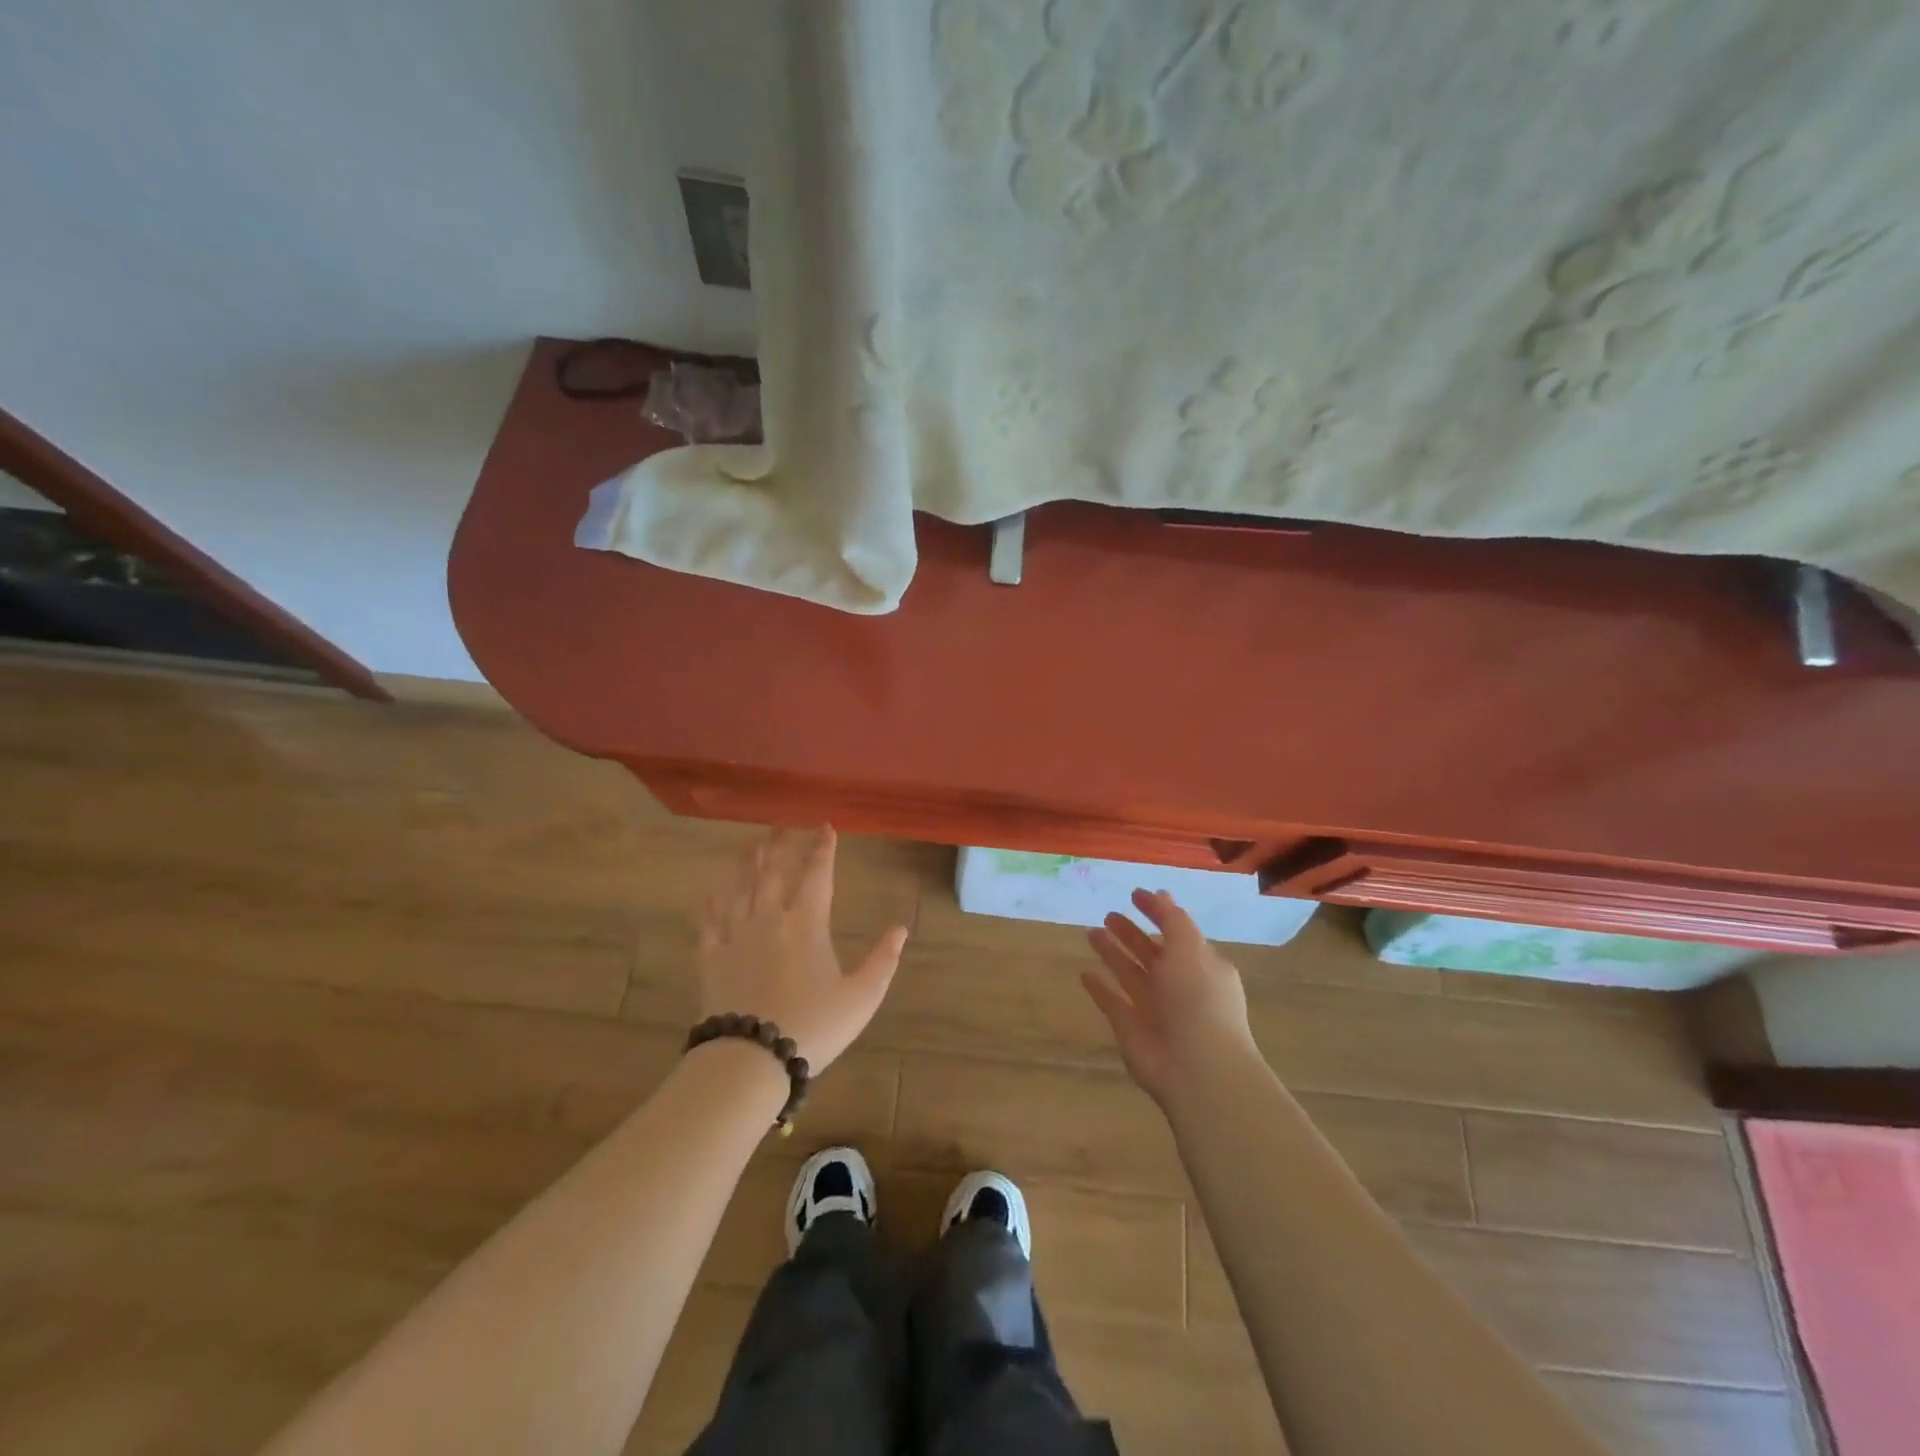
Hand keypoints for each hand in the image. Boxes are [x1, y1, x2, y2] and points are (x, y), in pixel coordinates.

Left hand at [696, 826, 908, 1071]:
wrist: (750, 1058)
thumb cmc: (813, 1027)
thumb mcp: (861, 997)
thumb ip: (883, 960)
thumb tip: (901, 928)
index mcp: (807, 924)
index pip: (818, 875)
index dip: (823, 850)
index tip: (825, 827)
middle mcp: (769, 919)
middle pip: (773, 872)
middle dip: (781, 846)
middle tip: (782, 825)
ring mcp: (736, 936)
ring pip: (740, 889)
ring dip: (746, 865)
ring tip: (751, 846)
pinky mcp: (711, 958)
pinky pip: (709, 922)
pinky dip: (711, 904)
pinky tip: (711, 893)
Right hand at [1083, 889, 1257, 1104]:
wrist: (1197, 1067)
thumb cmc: (1198, 1000)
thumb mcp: (1190, 949)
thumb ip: (1173, 920)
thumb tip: (1160, 894)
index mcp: (1200, 965)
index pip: (1176, 931)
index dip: (1157, 912)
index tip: (1134, 894)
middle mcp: (1178, 985)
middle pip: (1150, 953)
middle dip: (1130, 933)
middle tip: (1108, 914)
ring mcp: (1154, 1008)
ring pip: (1129, 973)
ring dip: (1112, 954)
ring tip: (1091, 933)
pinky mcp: (1131, 1028)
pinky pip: (1112, 1002)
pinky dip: (1100, 988)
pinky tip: (1085, 974)